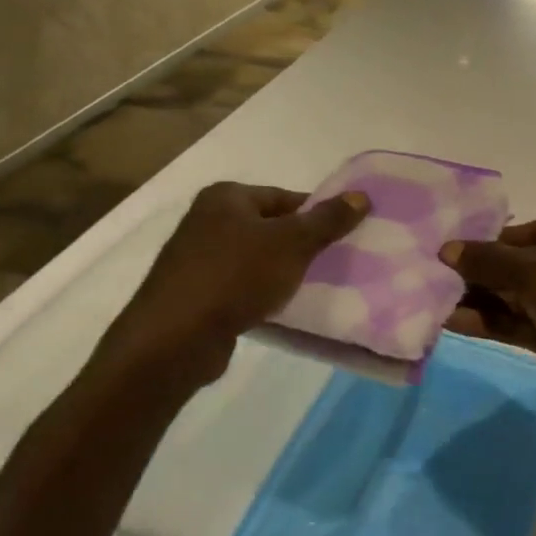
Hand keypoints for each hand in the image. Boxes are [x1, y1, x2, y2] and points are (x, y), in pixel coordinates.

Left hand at [98, 182, 368, 386]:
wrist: (174, 339)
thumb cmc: (235, 277)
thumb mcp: (292, 243)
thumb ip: (327, 220)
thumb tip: (361, 196)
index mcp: (227, 197)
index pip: (286, 197)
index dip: (317, 214)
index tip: (343, 236)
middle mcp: (207, 220)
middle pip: (270, 226)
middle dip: (301, 244)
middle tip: (333, 262)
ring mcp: (197, 258)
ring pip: (256, 258)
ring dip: (281, 271)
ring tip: (311, 286)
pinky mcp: (195, 293)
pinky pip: (240, 285)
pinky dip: (260, 292)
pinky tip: (279, 307)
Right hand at [442, 214, 535, 435]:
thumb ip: (489, 261)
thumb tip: (446, 249)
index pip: (529, 232)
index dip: (489, 241)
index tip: (449, 250)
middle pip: (520, 265)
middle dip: (479, 273)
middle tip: (432, 275)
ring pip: (517, 298)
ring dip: (479, 299)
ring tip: (433, 299)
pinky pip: (519, 324)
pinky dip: (490, 322)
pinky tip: (453, 321)